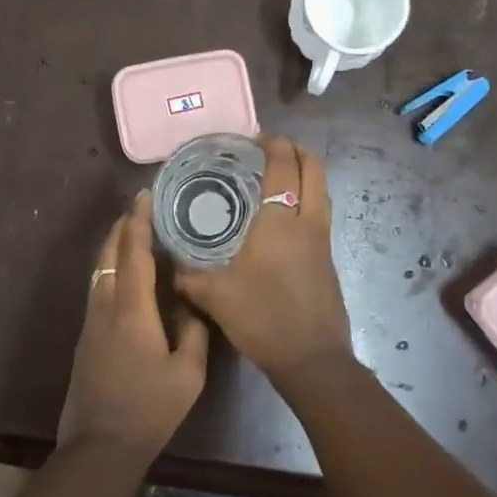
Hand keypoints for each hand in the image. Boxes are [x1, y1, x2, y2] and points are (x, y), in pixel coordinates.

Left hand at [57, 192, 210, 457]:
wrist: (100, 445)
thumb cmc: (149, 410)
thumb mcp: (188, 374)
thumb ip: (193, 331)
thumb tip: (190, 302)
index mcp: (131, 311)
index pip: (133, 254)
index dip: (138, 222)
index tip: (144, 196)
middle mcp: (105, 307)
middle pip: (108, 255)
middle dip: (122, 227)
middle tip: (140, 207)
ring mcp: (91, 322)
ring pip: (99, 271)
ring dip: (114, 247)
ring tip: (133, 233)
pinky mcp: (86, 337)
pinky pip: (98, 289)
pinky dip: (111, 269)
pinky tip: (126, 275)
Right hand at [174, 135, 352, 384]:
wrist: (311, 358)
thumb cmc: (263, 318)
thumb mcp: (214, 296)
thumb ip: (188, 276)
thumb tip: (169, 264)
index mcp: (279, 221)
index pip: (283, 165)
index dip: (272, 144)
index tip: (254, 138)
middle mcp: (307, 222)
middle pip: (314, 168)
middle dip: (296, 150)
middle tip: (270, 149)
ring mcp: (323, 240)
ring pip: (323, 190)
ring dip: (305, 174)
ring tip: (277, 177)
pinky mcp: (328, 259)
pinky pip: (321, 213)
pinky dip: (307, 199)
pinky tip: (283, 218)